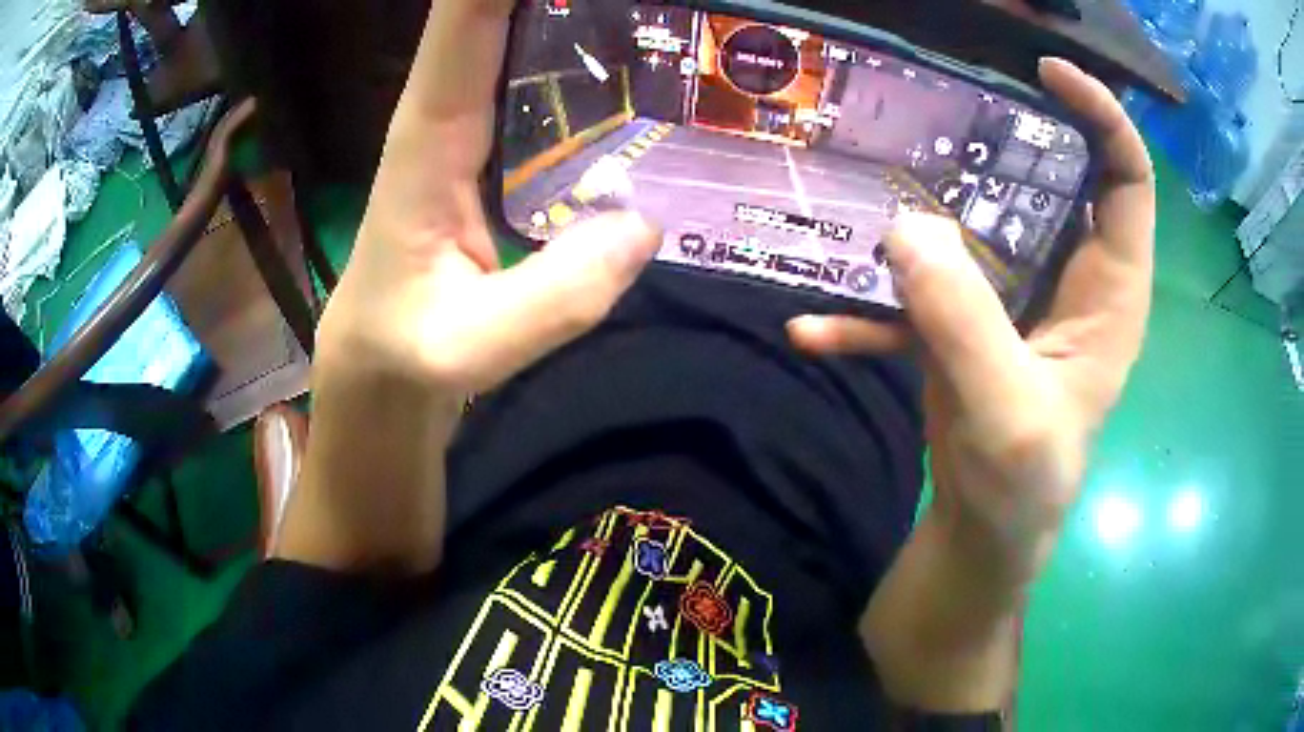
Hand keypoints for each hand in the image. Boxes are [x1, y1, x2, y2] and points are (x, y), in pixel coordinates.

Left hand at [315, 0, 659, 402]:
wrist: (380, 365)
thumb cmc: (405, 350)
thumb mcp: (469, 345)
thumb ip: (553, 297)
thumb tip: (644, 224)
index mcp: (429, 136)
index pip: (465, 21)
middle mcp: (451, 110)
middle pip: (503, 11)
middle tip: (658, 1)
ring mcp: (476, 125)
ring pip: (526, 37)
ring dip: (581, 15)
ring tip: (656, 19)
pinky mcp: (497, 150)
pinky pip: (544, 82)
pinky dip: (587, 60)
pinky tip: (642, 67)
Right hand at [788, 59, 1154, 579]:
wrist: (980, 540)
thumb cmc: (1021, 490)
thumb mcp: (1006, 414)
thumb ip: (963, 323)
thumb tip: (903, 229)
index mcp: (1109, 294)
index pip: (1126, 180)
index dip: (1101, 117)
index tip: (1046, 73)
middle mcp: (1068, 281)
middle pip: (1049, 181)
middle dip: (1003, 138)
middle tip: (941, 111)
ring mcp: (1012, 298)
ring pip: (979, 222)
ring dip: (925, 209)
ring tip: (868, 192)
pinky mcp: (964, 323)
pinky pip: (920, 295)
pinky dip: (870, 309)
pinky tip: (812, 330)